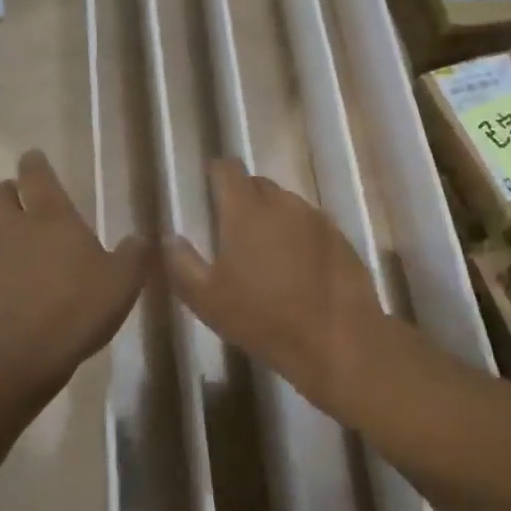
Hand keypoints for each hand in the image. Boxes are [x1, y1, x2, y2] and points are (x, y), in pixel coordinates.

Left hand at [0, 151, 147, 386]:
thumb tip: (141, 238)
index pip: (36, 175)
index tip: (34, 157)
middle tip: (21, 200)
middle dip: (7, 191)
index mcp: (51, 218)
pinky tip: (7, 294)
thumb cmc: (76, 308)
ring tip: (13, 247)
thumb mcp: (122, 282)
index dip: (34, 163)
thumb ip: (133, 256)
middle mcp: (14, 232)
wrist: (16, 358)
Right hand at [166, 158, 384, 409]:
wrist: (337, 341)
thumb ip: (182, 263)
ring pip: (286, 204)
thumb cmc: (263, 319)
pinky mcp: (340, 238)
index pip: (228, 169)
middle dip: (244, 197)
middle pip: (258, 184)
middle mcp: (282, 204)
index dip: (216, 174)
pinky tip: (298, 268)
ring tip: (266, 252)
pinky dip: (299, 236)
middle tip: (233, 228)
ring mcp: (316, 219)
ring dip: (273, 217)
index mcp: (246, 211)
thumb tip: (170, 238)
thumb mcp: (207, 300)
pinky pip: (311, 225)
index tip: (209, 187)